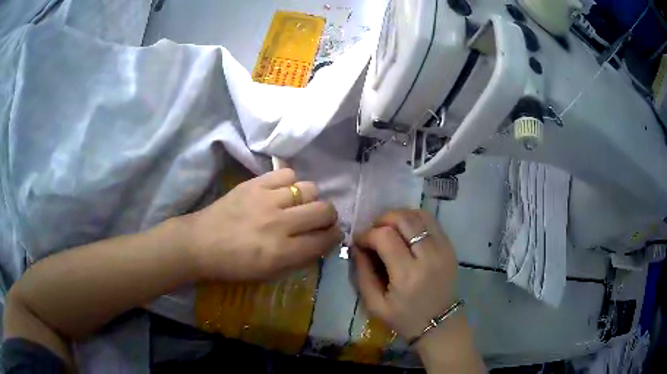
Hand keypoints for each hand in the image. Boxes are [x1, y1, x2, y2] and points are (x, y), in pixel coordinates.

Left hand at [183, 168, 341, 280]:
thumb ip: (298, 259)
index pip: (324, 240)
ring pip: (309, 188)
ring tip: (300, 203)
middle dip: (329, 216)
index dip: (334, 236)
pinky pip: (287, 173)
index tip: (332, 234)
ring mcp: (267, 200)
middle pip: (323, 210)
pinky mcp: (254, 184)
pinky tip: (283, 191)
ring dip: (310, 198)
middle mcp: (279, 224)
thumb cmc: (233, 265)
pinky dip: (290, 182)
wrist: (200, 243)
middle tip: (321, 219)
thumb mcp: (269, 274)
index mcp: (282, 252)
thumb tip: (320, 242)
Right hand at [353, 209, 457, 340]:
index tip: (359, 242)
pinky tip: (405, 231)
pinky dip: (415, 220)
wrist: (440, 324)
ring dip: (399, 216)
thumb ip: (362, 274)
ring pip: (419, 215)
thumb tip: (357, 247)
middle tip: (373, 232)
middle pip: (404, 219)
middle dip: (382, 219)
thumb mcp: (374, 305)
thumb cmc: (404, 318)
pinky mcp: (450, 247)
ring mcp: (443, 249)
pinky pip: (431, 221)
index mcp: (408, 275)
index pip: (385, 237)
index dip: (367, 234)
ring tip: (389, 229)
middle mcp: (429, 257)